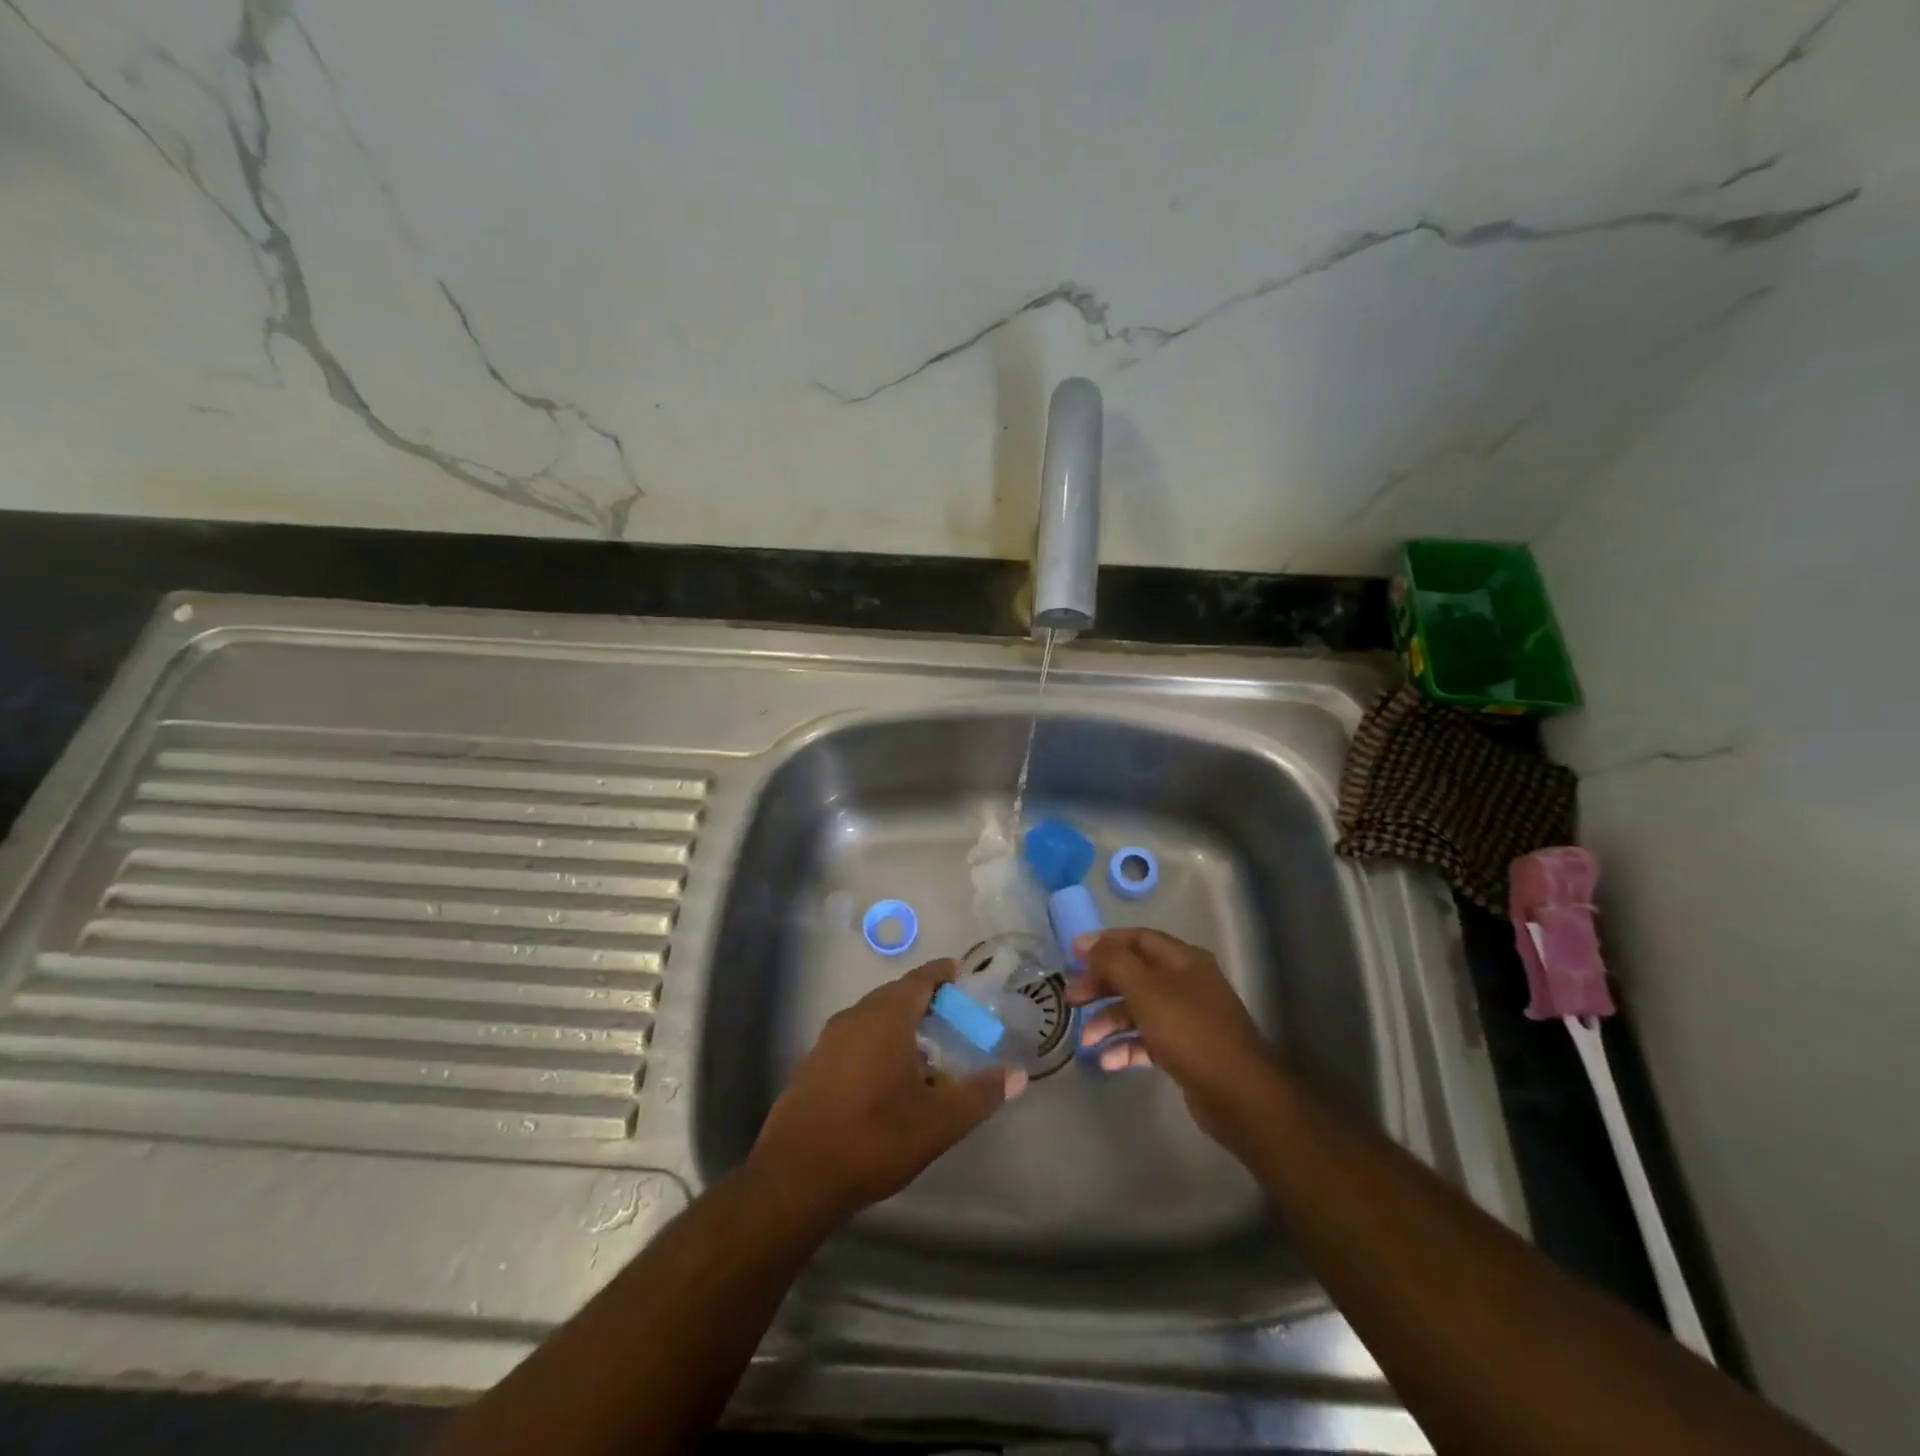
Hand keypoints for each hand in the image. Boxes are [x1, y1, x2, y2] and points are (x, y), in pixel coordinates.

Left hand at [749, 959, 1025, 1229]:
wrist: (794, 1177)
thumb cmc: (873, 1139)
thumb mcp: (937, 1123)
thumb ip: (979, 1095)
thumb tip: (1018, 1074)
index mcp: (886, 1017)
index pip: (920, 979)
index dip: (942, 973)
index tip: (962, 973)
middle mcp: (855, 1017)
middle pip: (895, 995)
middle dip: (924, 999)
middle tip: (952, 1016)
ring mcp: (828, 1039)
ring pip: (872, 1016)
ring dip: (899, 1023)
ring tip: (925, 1049)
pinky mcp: (812, 1063)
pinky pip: (854, 1037)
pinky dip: (876, 1042)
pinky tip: (886, 1077)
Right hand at [1067, 928, 1274, 1144]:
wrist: (1238, 1094)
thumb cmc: (1189, 1031)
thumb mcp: (1145, 989)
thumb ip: (1113, 961)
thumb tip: (1085, 941)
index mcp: (1182, 960)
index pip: (1137, 939)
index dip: (1104, 943)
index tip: (1072, 955)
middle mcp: (1186, 983)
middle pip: (1134, 974)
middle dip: (1101, 985)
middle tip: (1072, 998)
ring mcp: (1188, 1018)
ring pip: (1139, 1010)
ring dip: (1109, 1021)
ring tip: (1086, 1040)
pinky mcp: (1186, 1051)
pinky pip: (1148, 1040)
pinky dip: (1127, 1046)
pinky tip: (1107, 1061)